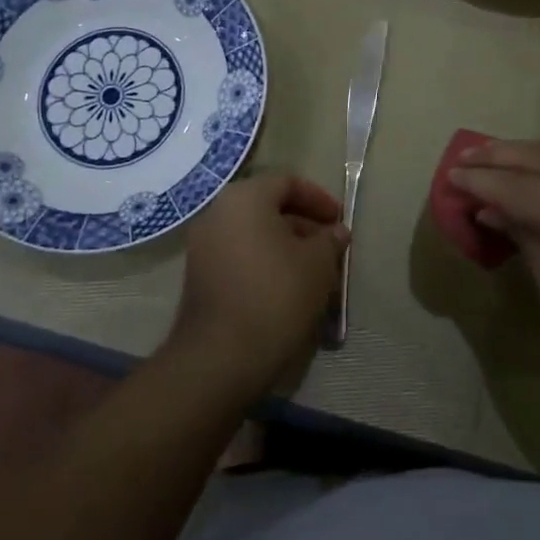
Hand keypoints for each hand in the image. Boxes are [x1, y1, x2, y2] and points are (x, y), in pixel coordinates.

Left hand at [167, 174, 349, 400]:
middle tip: (330, 248)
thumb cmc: (276, 295)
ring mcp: (202, 246)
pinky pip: (238, 256)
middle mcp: (217, 213)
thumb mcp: (317, 264)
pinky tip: (287, 290)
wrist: (221, 356)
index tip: (340, 221)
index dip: (318, 198)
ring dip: (285, 247)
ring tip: (314, 273)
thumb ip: (330, 240)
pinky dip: (264, 263)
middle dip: (303, 225)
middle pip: (267, 207)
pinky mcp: (199, 276)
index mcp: (244, 198)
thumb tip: (336, 231)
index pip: (287, 182)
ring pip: (253, 234)